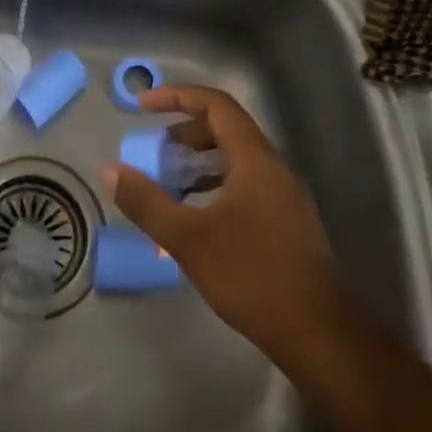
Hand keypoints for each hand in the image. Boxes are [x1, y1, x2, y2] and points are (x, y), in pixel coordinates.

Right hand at [103, 84, 346, 369]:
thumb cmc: (252, 276)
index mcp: (254, 159)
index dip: (176, 96)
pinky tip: (195, 219)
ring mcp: (284, 196)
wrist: (321, 334)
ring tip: (167, 185)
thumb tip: (110, 170)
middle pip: (226, 129)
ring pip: (235, 160)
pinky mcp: (287, 223)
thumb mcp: (188, 239)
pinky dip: (214, 187)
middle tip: (153, 152)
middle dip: (184, 133)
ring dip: (197, 163)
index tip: (142, 105)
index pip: (216, 105)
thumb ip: (146, 202)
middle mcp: (273, 168)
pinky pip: (244, 185)